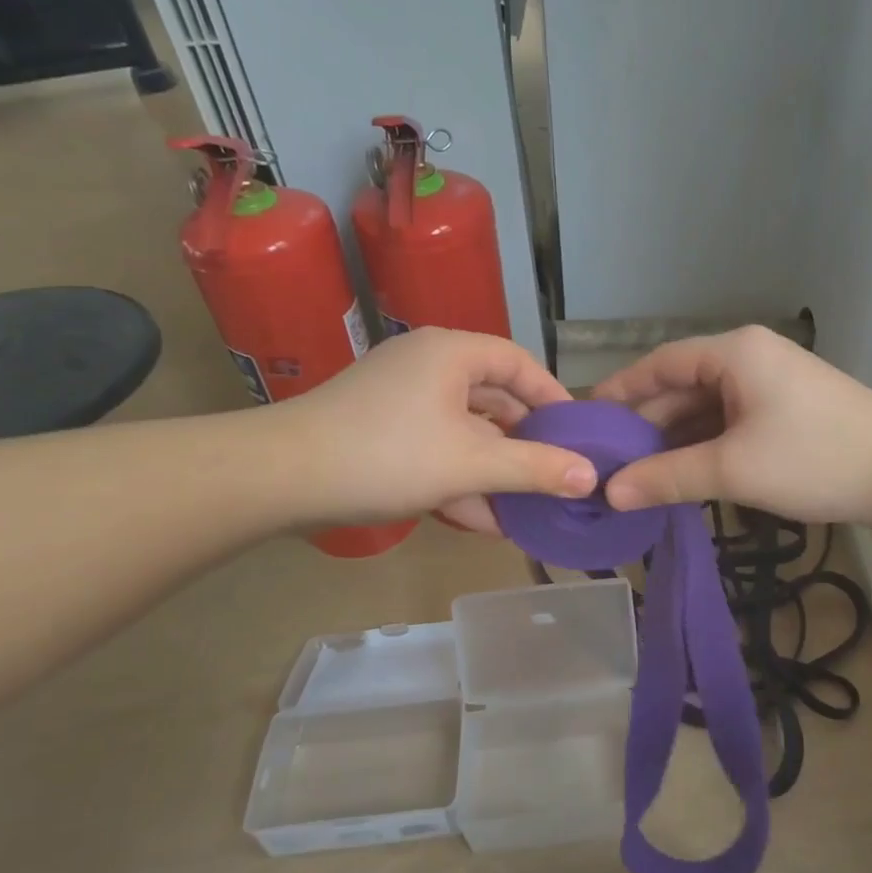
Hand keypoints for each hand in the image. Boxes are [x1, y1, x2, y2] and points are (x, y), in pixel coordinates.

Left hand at [286, 327, 593, 530]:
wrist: (280, 478)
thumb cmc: (388, 455)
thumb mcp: (472, 464)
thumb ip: (535, 469)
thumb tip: (592, 476)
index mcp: (452, 353)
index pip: (520, 364)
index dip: (553, 399)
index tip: (578, 435)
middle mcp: (427, 366)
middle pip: (493, 400)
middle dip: (524, 445)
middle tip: (554, 475)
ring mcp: (399, 399)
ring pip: (463, 431)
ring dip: (492, 471)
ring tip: (523, 511)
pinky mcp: (378, 430)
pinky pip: (434, 448)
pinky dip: (457, 477)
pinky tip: (479, 519)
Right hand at [591, 325, 871, 525]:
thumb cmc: (815, 458)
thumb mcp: (733, 469)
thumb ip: (668, 478)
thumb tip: (610, 494)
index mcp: (733, 352)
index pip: (659, 364)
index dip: (620, 392)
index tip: (586, 421)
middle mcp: (748, 358)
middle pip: (681, 387)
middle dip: (646, 425)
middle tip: (607, 462)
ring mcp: (769, 384)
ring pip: (705, 409)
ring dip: (674, 441)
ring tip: (636, 475)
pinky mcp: (784, 410)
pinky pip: (729, 422)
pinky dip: (704, 447)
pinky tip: (682, 475)